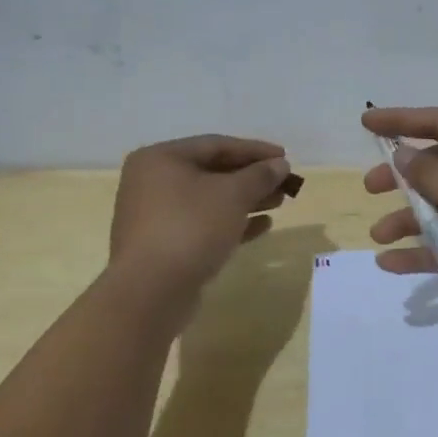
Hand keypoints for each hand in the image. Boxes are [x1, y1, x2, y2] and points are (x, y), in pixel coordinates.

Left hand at [108, 135, 291, 290]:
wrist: (151, 291)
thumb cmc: (191, 227)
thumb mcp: (233, 194)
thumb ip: (260, 175)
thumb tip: (280, 164)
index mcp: (161, 159)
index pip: (216, 145)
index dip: (255, 150)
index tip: (285, 157)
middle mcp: (152, 182)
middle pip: (212, 172)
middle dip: (251, 178)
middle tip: (284, 183)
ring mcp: (156, 216)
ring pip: (209, 200)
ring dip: (246, 200)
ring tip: (279, 203)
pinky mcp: (163, 245)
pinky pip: (203, 225)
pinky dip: (232, 223)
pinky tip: (262, 226)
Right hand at [362, 107, 437, 319]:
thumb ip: (430, 173)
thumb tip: (403, 154)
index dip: (402, 120)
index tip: (366, 122)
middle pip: (436, 165)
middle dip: (402, 177)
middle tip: (371, 187)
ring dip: (408, 218)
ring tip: (379, 235)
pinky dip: (421, 249)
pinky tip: (390, 263)